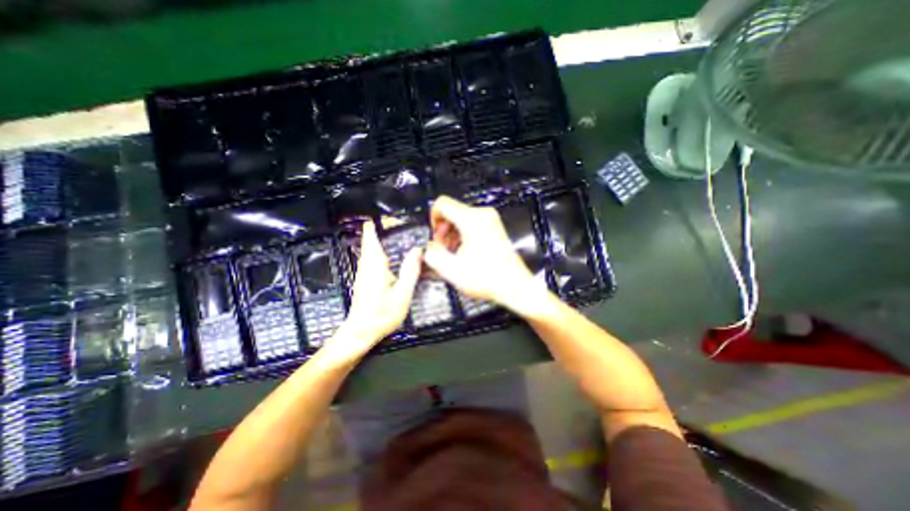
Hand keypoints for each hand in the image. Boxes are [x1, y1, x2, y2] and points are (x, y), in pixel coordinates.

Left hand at [333, 222, 419, 355]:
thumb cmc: (382, 314)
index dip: (372, 229)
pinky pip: (369, 261)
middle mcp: (366, 268)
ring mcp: (363, 275)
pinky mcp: (363, 282)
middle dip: (374, 233)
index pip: (372, 242)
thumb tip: (417, 250)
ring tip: (384, 234)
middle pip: (369, 245)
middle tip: (387, 223)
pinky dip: (374, 253)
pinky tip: (384, 257)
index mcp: (375, 267)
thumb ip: (410, 271)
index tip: (375, 218)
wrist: (360, 333)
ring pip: (367, 253)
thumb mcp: (402, 294)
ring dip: (374, 242)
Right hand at [425, 196, 546, 313]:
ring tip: (453, 252)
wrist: (514, 285)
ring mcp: (490, 220)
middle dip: (443, 229)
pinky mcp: (494, 227)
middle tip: (443, 248)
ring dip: (452, 233)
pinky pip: (472, 223)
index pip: (442, 204)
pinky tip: (463, 251)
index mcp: (471, 220)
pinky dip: (463, 234)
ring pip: (461, 217)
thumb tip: (428, 248)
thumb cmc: (488, 278)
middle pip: (452, 211)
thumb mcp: (452, 270)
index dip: (432, 219)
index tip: (434, 235)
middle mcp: (482, 215)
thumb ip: (433, 255)